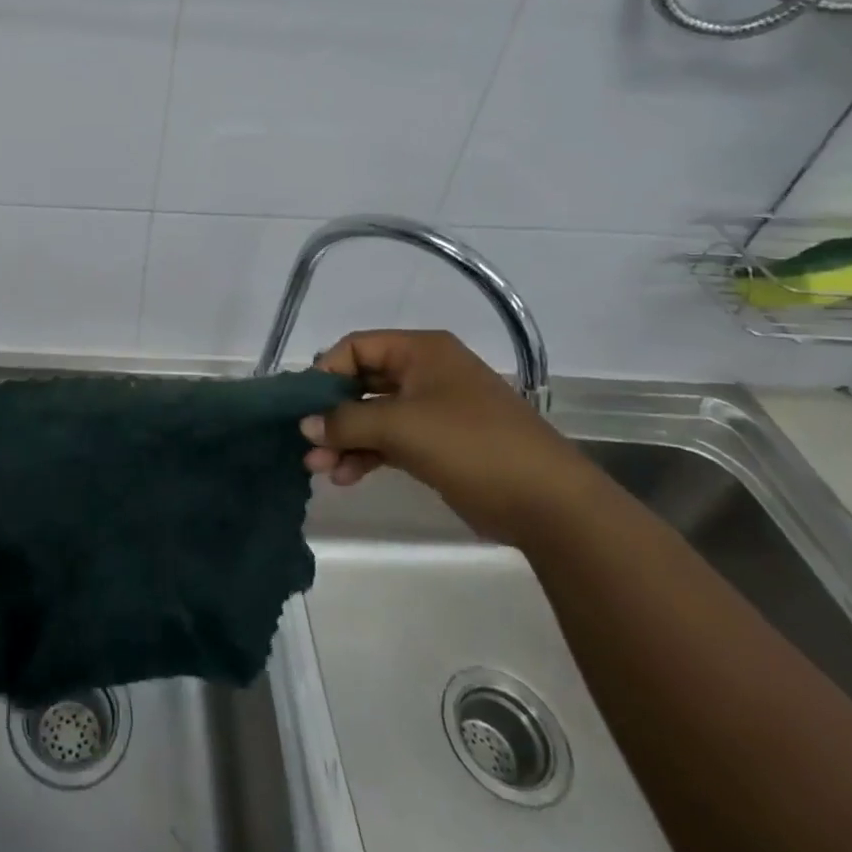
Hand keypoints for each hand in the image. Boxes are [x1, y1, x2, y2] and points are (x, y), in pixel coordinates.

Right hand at [300, 329, 605, 544]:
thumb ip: (347, 421)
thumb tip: (305, 425)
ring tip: (318, 470)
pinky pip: (390, 441)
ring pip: (374, 416)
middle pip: (362, 383)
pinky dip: (366, 455)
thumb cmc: (472, 445)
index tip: (303, 406)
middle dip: (331, 414)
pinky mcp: (439, 445)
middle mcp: (425, 373)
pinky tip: (345, 477)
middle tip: (305, 443)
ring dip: (345, 439)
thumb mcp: (402, 426)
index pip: (357, 348)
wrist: (548, 503)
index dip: (326, 373)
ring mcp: (433, 410)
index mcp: (421, 351)